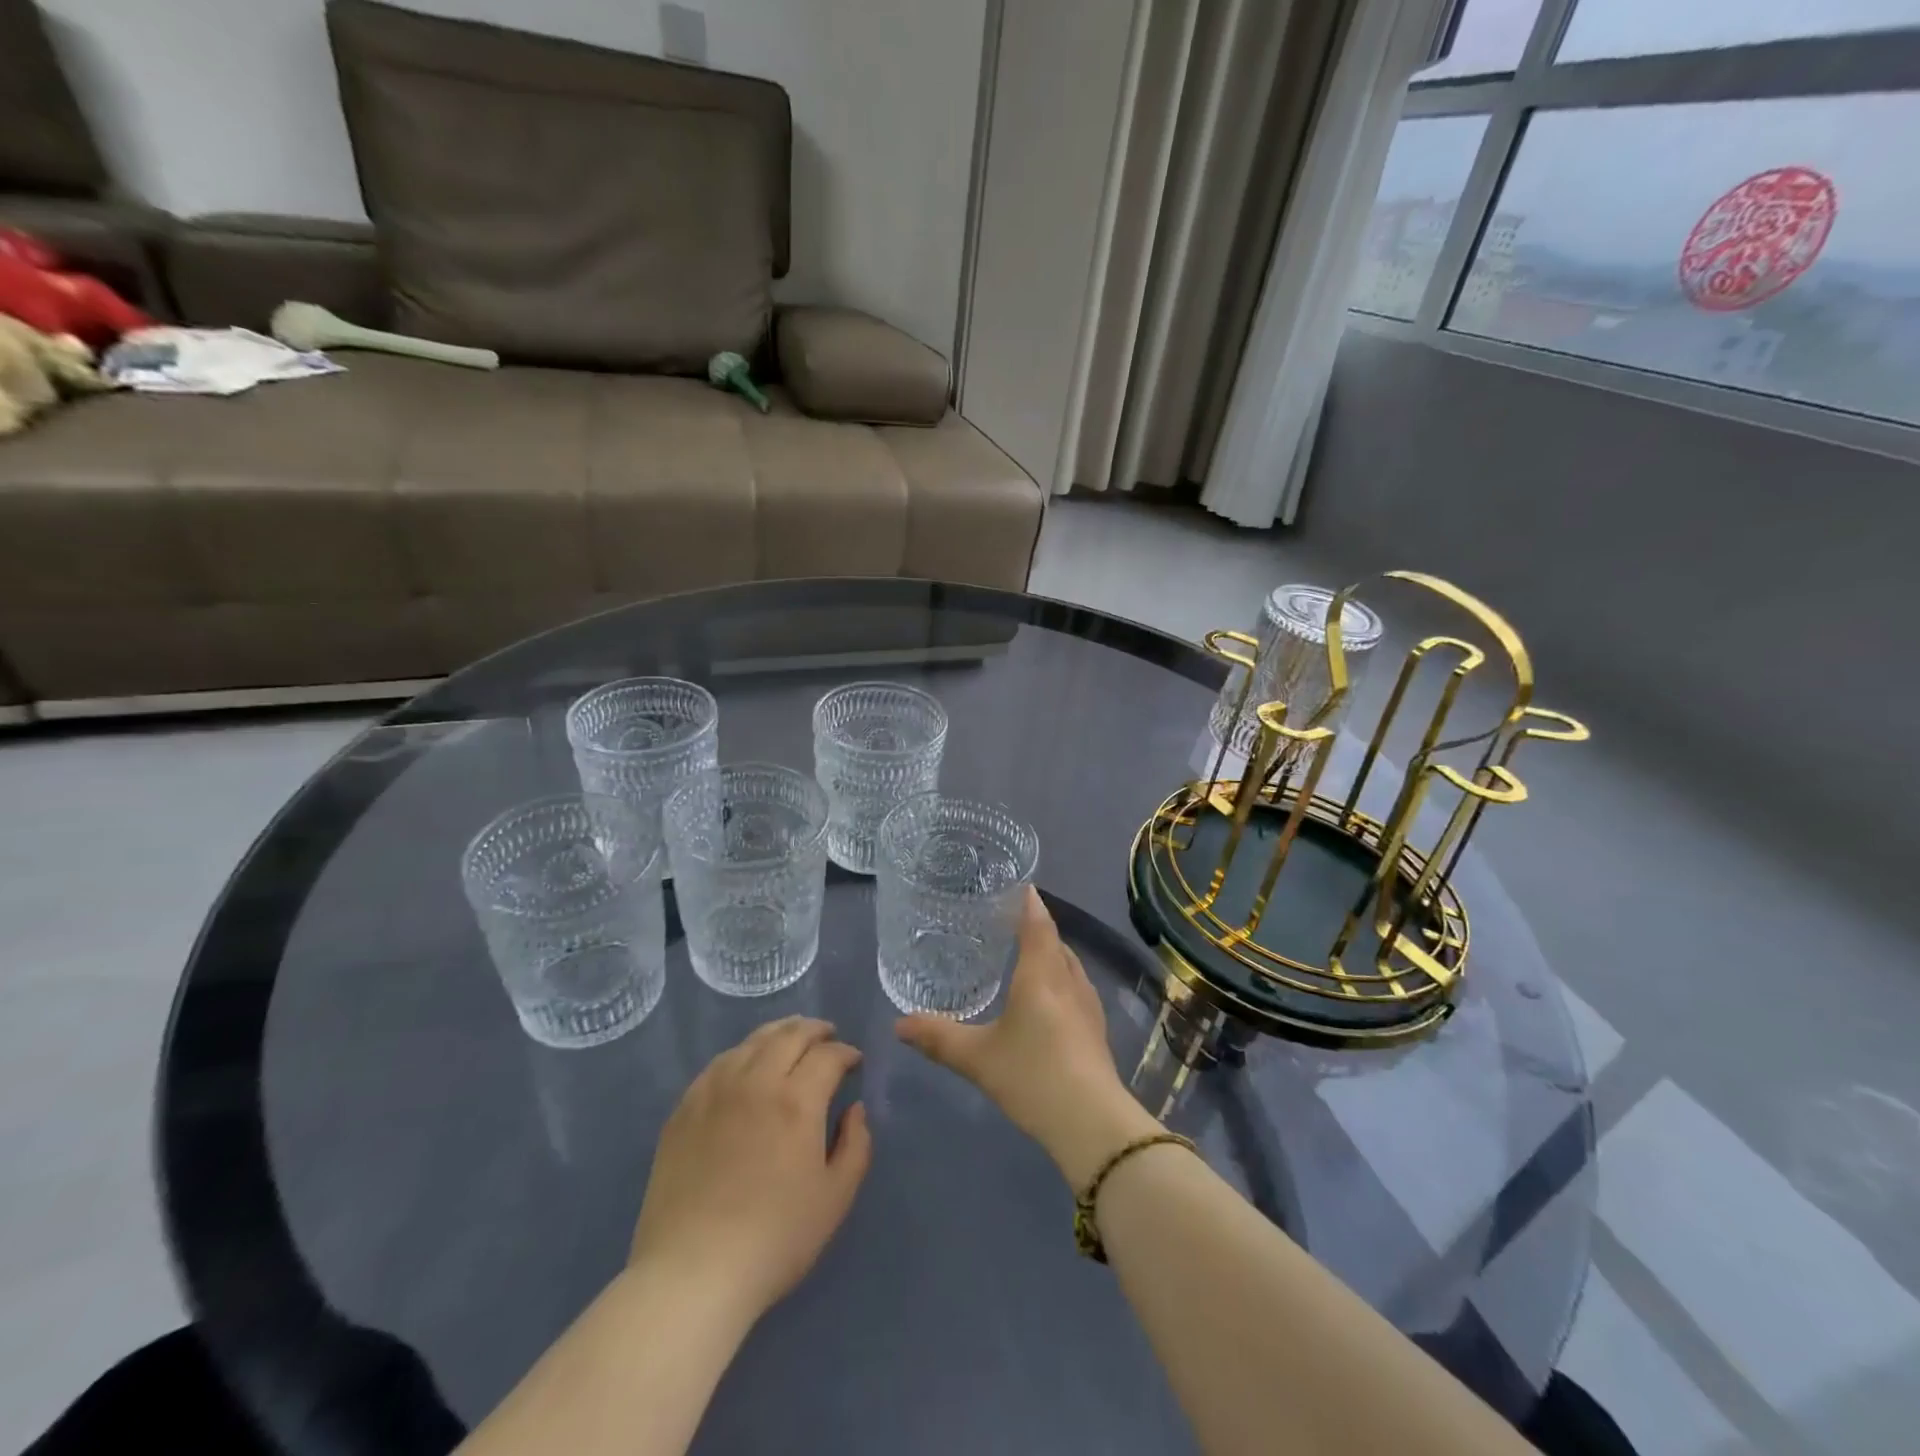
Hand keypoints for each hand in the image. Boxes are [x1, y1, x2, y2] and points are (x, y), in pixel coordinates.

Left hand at [630, 1017, 871, 1320]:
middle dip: (816, 1030)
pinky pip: (719, 1063)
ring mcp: (715, 1091)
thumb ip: (856, 1146)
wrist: (692, 1274)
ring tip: (791, 1039)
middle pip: (790, 1035)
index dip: (846, 1053)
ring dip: (779, 1033)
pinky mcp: (685, 1108)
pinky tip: (747, 1064)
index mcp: (796, 1101)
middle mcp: (756, 1082)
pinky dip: (743, 1053)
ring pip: (752, 1042)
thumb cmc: (774, 1240)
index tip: (854, 1062)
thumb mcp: (835, 1199)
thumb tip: (854, 1110)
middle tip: (829, 1037)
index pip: (828, 1055)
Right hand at [896, 888, 1159, 1188]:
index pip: (1037, 922)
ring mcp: (1087, 1003)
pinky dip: (1059, 976)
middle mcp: (1068, 979)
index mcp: (1041, 973)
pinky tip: (1046, 997)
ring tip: (1024, 954)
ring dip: (1050, 952)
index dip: (1027, 901)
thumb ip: (938, 1037)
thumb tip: (898, 1024)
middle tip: (1007, 920)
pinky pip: (1075, 985)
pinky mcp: (1095, 1027)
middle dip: (1035, 925)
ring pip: (1068, 963)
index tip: (1016, 884)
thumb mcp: (978, 1057)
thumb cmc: (1032, 1075)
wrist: (1091, 1122)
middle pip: (1054, 940)